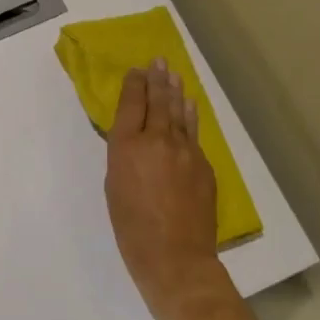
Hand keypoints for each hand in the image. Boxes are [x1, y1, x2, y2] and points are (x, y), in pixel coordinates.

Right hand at [105, 59, 230, 319]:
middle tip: (159, 61)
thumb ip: (124, 157)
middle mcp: (158, 140)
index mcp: (128, 146)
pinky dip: (190, 116)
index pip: (132, 104)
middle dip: (157, 80)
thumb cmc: (131, 228)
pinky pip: (194, 133)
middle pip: (159, 102)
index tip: (137, 70)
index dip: (135, 85)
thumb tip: (135, 140)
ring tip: (174, 74)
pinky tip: (189, 107)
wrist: (175, 257)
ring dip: (176, 92)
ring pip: (179, 113)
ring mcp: (185, 151)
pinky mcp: (203, 166)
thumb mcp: (115, 187)